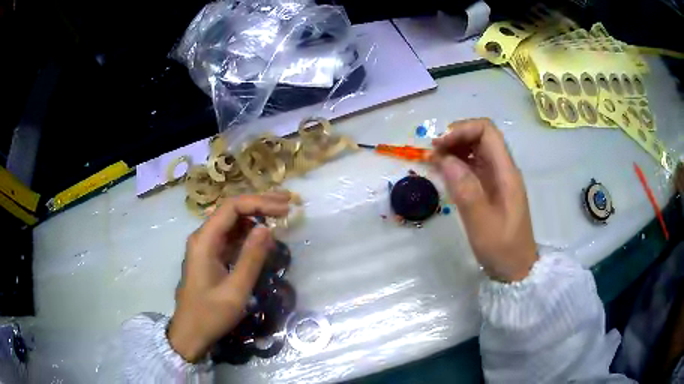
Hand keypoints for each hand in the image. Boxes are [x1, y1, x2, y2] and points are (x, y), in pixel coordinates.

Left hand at [168, 193, 290, 361]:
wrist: (190, 333)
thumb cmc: (211, 314)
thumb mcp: (235, 290)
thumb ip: (251, 258)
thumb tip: (267, 227)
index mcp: (204, 241)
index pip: (232, 207)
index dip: (259, 203)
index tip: (284, 209)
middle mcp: (203, 237)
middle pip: (231, 210)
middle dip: (259, 203)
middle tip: (287, 202)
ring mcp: (206, 246)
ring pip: (232, 222)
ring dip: (255, 216)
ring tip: (280, 215)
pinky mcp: (211, 256)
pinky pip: (231, 237)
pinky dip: (249, 234)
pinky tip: (264, 237)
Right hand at [432, 118, 537, 281]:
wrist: (516, 270)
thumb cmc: (503, 249)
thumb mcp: (482, 223)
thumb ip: (465, 190)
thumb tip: (444, 158)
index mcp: (506, 172)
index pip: (487, 131)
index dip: (462, 130)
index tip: (440, 145)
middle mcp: (502, 169)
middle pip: (480, 136)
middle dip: (455, 138)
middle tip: (431, 153)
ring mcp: (497, 179)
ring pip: (475, 150)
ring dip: (453, 150)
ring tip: (432, 161)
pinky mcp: (490, 189)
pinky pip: (472, 167)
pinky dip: (456, 165)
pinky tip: (442, 173)